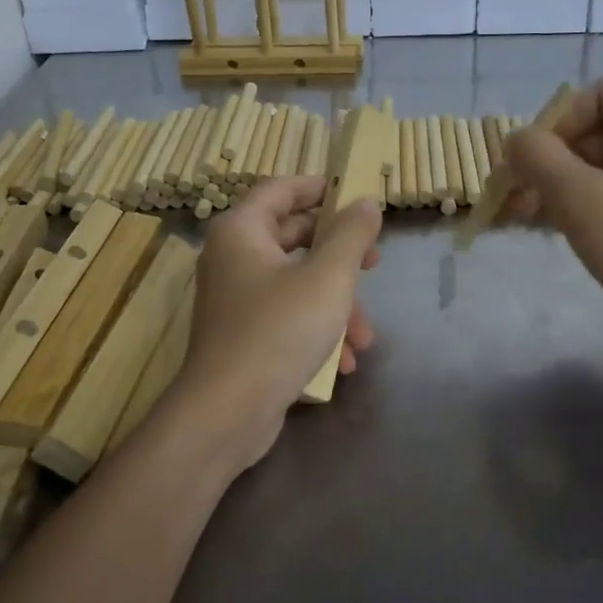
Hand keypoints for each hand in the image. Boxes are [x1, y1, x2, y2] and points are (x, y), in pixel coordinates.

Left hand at [173, 176, 381, 471]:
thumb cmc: (279, 330)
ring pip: (297, 282)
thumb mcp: (328, 277)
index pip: (282, 189)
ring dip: (336, 305)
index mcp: (242, 230)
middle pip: (293, 236)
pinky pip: (286, 315)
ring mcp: (236, 298)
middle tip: (375, 263)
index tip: (356, 196)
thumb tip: (365, 203)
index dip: (320, 188)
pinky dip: (316, 329)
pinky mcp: (242, 334)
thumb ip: (352, 234)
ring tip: (365, 337)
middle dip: (341, 256)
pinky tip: (344, 361)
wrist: (227, 413)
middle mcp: (233, 257)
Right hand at [504, 78, 602, 366]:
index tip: (532, 163)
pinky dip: (588, 205)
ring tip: (526, 220)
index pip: (596, 94)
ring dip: (563, 186)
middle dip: (552, 161)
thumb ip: (538, 158)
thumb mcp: (582, 199)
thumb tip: (515, 140)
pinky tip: (558, 231)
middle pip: (598, 131)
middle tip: (518, 198)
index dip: (556, 122)